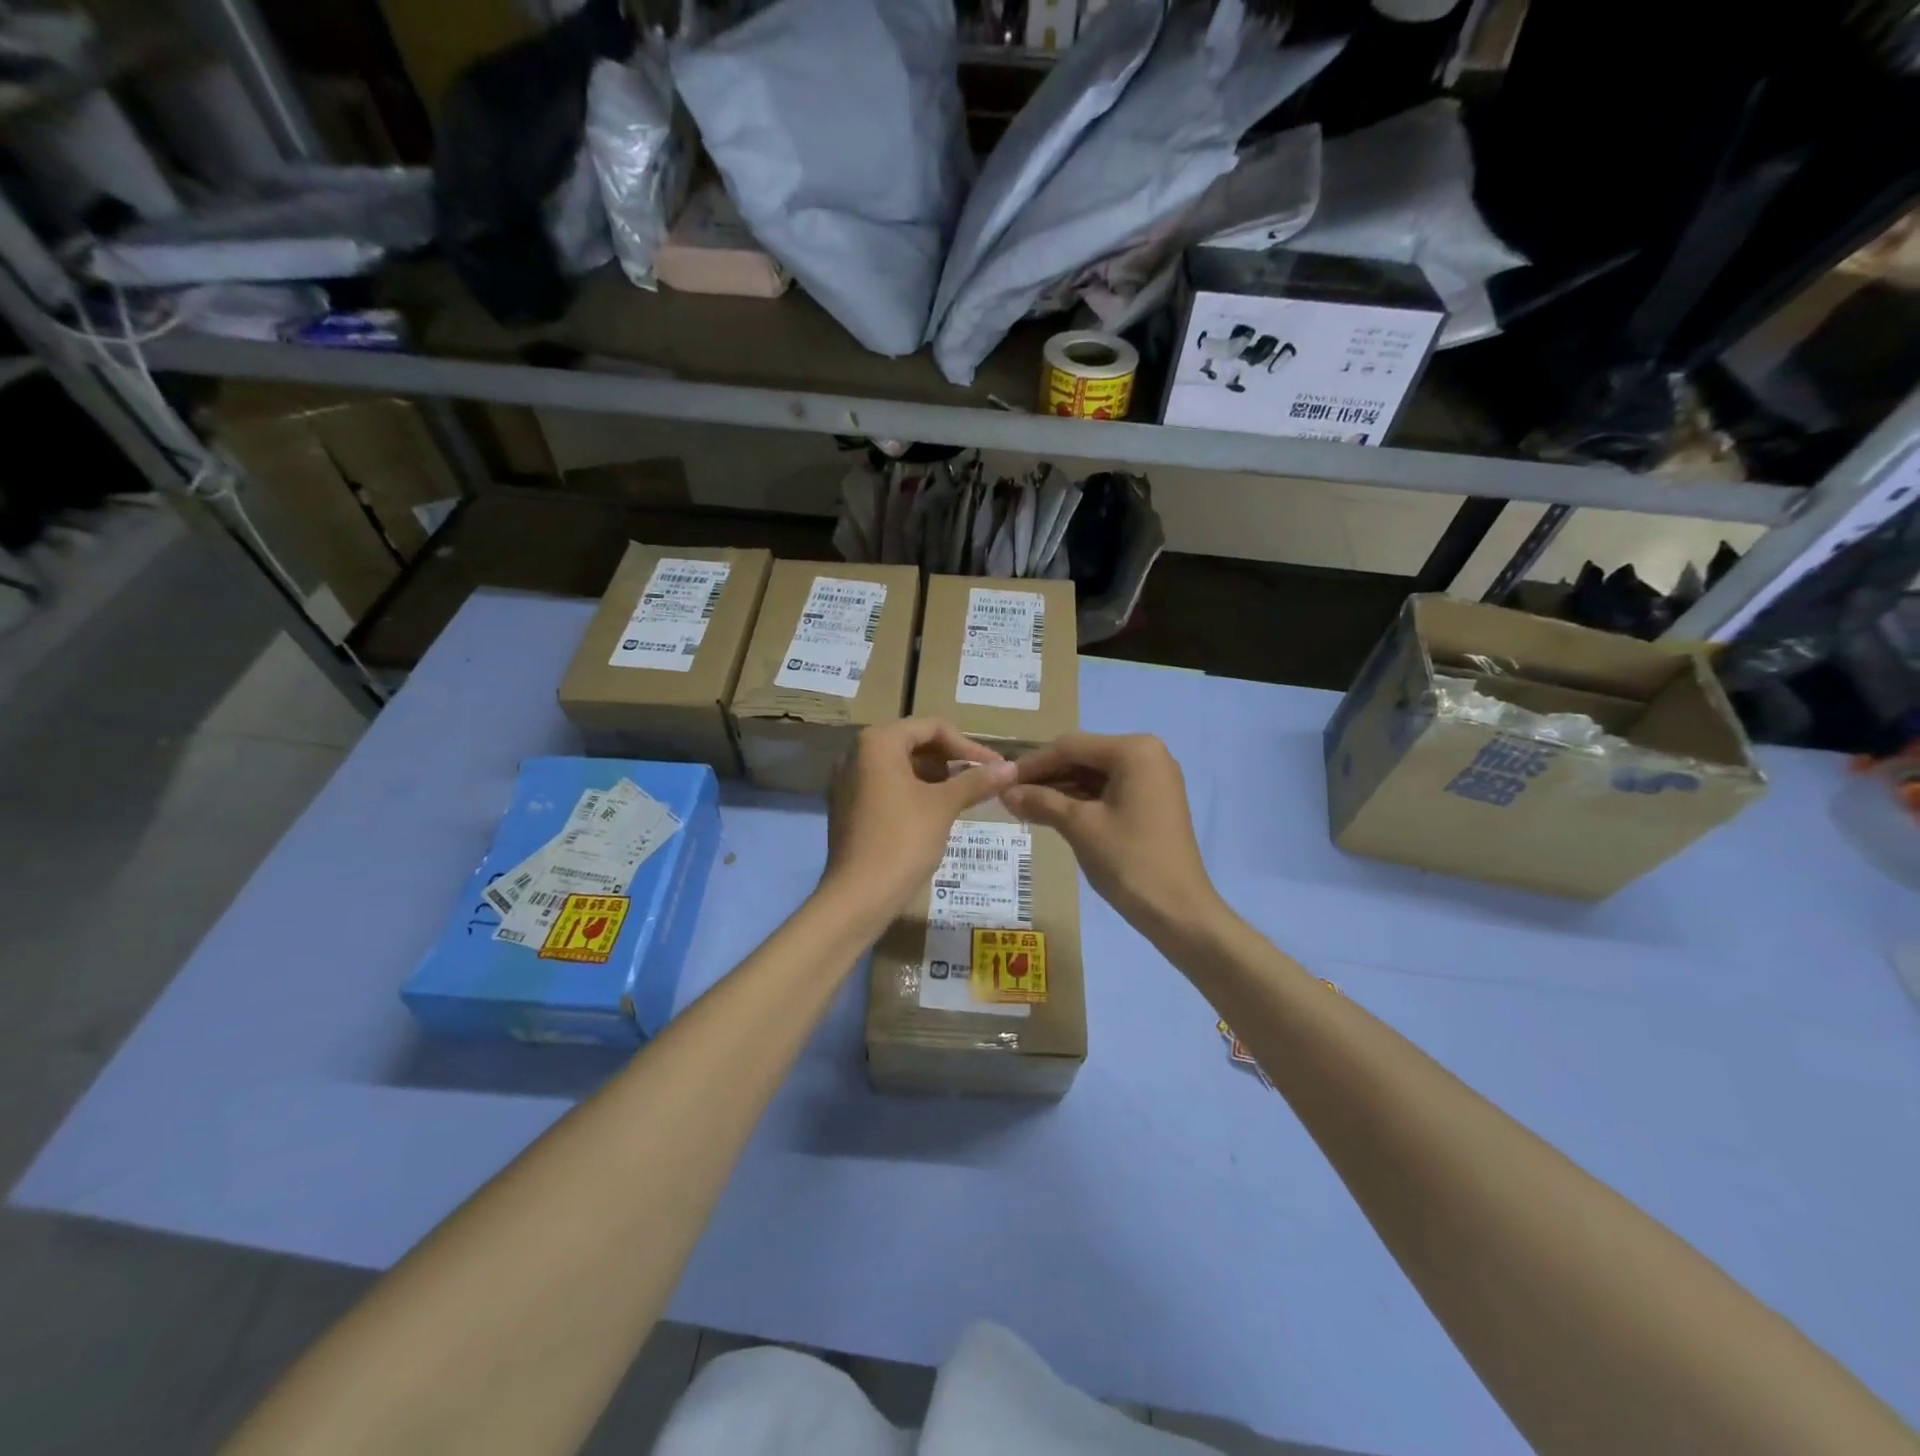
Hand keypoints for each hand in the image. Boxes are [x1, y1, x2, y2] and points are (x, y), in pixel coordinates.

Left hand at [821, 719, 1016, 923]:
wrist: (858, 896)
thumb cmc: (903, 841)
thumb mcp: (944, 806)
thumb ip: (976, 781)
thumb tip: (1011, 767)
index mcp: (878, 743)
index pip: (931, 728)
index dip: (968, 746)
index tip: (995, 766)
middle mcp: (856, 754)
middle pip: (914, 744)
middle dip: (951, 761)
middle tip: (983, 780)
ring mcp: (847, 782)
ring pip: (900, 767)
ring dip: (935, 777)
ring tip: (966, 796)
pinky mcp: (847, 808)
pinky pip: (886, 787)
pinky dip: (913, 792)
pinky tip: (937, 813)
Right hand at [1002, 732, 1221, 937]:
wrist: (1179, 911)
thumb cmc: (1129, 861)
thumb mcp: (1079, 827)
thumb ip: (1041, 801)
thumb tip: (1005, 792)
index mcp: (1134, 750)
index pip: (1071, 747)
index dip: (1032, 763)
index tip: (1000, 780)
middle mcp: (1147, 754)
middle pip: (1083, 757)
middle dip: (1046, 776)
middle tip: (1009, 795)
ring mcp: (1153, 778)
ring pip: (1094, 775)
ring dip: (1060, 789)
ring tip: (1022, 806)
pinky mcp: (1153, 801)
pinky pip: (1108, 790)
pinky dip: (1080, 801)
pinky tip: (1050, 813)